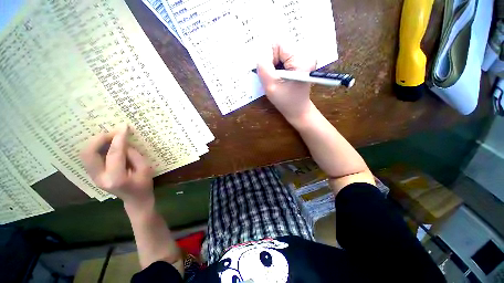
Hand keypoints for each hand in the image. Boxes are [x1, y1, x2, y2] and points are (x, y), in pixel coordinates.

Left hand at [80, 125, 153, 205]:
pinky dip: (96, 148)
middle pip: (89, 153)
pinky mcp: (94, 175)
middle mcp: (100, 178)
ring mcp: (94, 177)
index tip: (124, 127)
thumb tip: (123, 142)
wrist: (135, 199)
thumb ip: (134, 155)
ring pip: (86, 154)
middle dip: (100, 139)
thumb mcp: (145, 169)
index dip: (119, 139)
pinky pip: (90, 157)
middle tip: (113, 132)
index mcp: (116, 178)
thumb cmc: (144, 184)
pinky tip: (107, 144)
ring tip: (110, 137)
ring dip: (97, 142)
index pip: (114, 154)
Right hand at [256, 44, 315, 122]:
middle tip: (272, 77)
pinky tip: (279, 77)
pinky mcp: (300, 63)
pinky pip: (284, 59)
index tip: (268, 73)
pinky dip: (278, 67)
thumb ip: (263, 67)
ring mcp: (303, 58)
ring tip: (276, 79)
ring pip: (280, 54)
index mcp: (300, 58)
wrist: (298, 110)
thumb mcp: (271, 85)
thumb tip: (259, 54)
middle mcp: (305, 54)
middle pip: (279, 48)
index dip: (268, 57)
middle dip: (271, 62)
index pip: (277, 44)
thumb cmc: (286, 101)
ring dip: (274, 65)